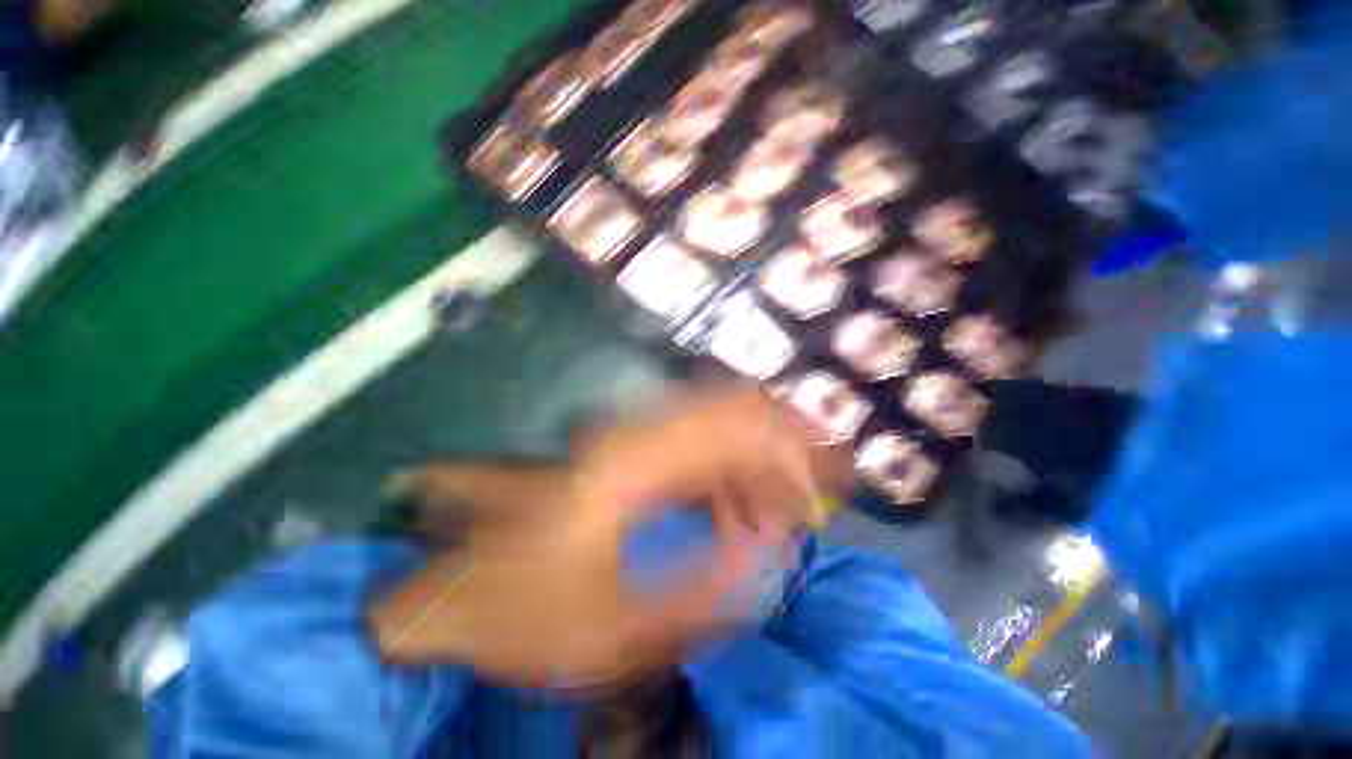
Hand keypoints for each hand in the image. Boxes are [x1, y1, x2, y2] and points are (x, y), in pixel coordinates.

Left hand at [370, 384, 850, 688]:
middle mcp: (636, 437)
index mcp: (634, 465)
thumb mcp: (617, 631)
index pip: (733, 425)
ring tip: (772, 527)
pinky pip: (693, 451)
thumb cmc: (523, 618)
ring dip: (753, 470)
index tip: (819, 496)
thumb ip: (703, 594)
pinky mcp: (625, 458)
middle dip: (780, 450)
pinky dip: (725, 480)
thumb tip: (766, 556)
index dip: (786, 452)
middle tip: (808, 502)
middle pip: (730, 411)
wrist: (453, 598)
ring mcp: (628, 442)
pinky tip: (733, 522)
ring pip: (715, 429)